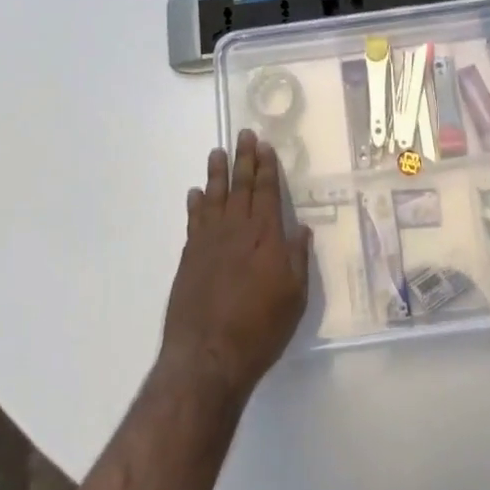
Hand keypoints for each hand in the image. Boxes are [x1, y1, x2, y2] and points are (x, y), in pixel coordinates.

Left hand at [161, 130, 310, 398]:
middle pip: (242, 187)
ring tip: (217, 151)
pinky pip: (194, 220)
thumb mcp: (294, 298)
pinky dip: (196, 203)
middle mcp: (237, 231)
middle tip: (243, 134)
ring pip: (215, 197)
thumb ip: (297, 259)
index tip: (265, 146)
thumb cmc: (260, 329)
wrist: (208, 355)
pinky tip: (196, 193)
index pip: (268, 193)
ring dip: (217, 173)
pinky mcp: (189, 256)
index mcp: (266, 238)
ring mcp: (209, 241)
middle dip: (244, 159)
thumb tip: (300, 229)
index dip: (267, 169)